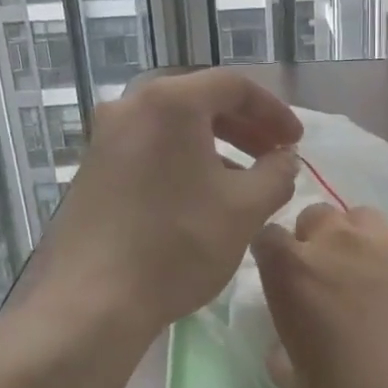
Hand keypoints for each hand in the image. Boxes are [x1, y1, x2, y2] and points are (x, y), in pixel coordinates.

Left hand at [31, 71, 301, 340]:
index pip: (234, 86)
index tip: (295, 141)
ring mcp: (105, 138)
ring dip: (215, 145)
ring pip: (173, 127)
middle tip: (274, 156)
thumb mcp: (245, 208)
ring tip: (244, 180)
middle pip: (200, 100)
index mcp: (169, 102)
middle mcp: (130, 106)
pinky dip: (183, 160)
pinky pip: (149, 148)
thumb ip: (276, 174)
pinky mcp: (92, 169)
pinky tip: (201, 196)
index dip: (273, 110)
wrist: (94, 301)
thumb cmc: (178, 244)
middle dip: (245, 126)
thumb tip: (284, 159)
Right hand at [252, 204, 387, 387]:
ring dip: (356, 241)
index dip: (274, 255)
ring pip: (361, 219)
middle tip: (329, 279)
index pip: (268, 236)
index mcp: (295, 272)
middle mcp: (337, 242)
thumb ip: (283, 354)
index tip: (283, 278)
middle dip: (315, 241)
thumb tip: (285, 344)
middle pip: (316, 217)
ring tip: (370, 277)